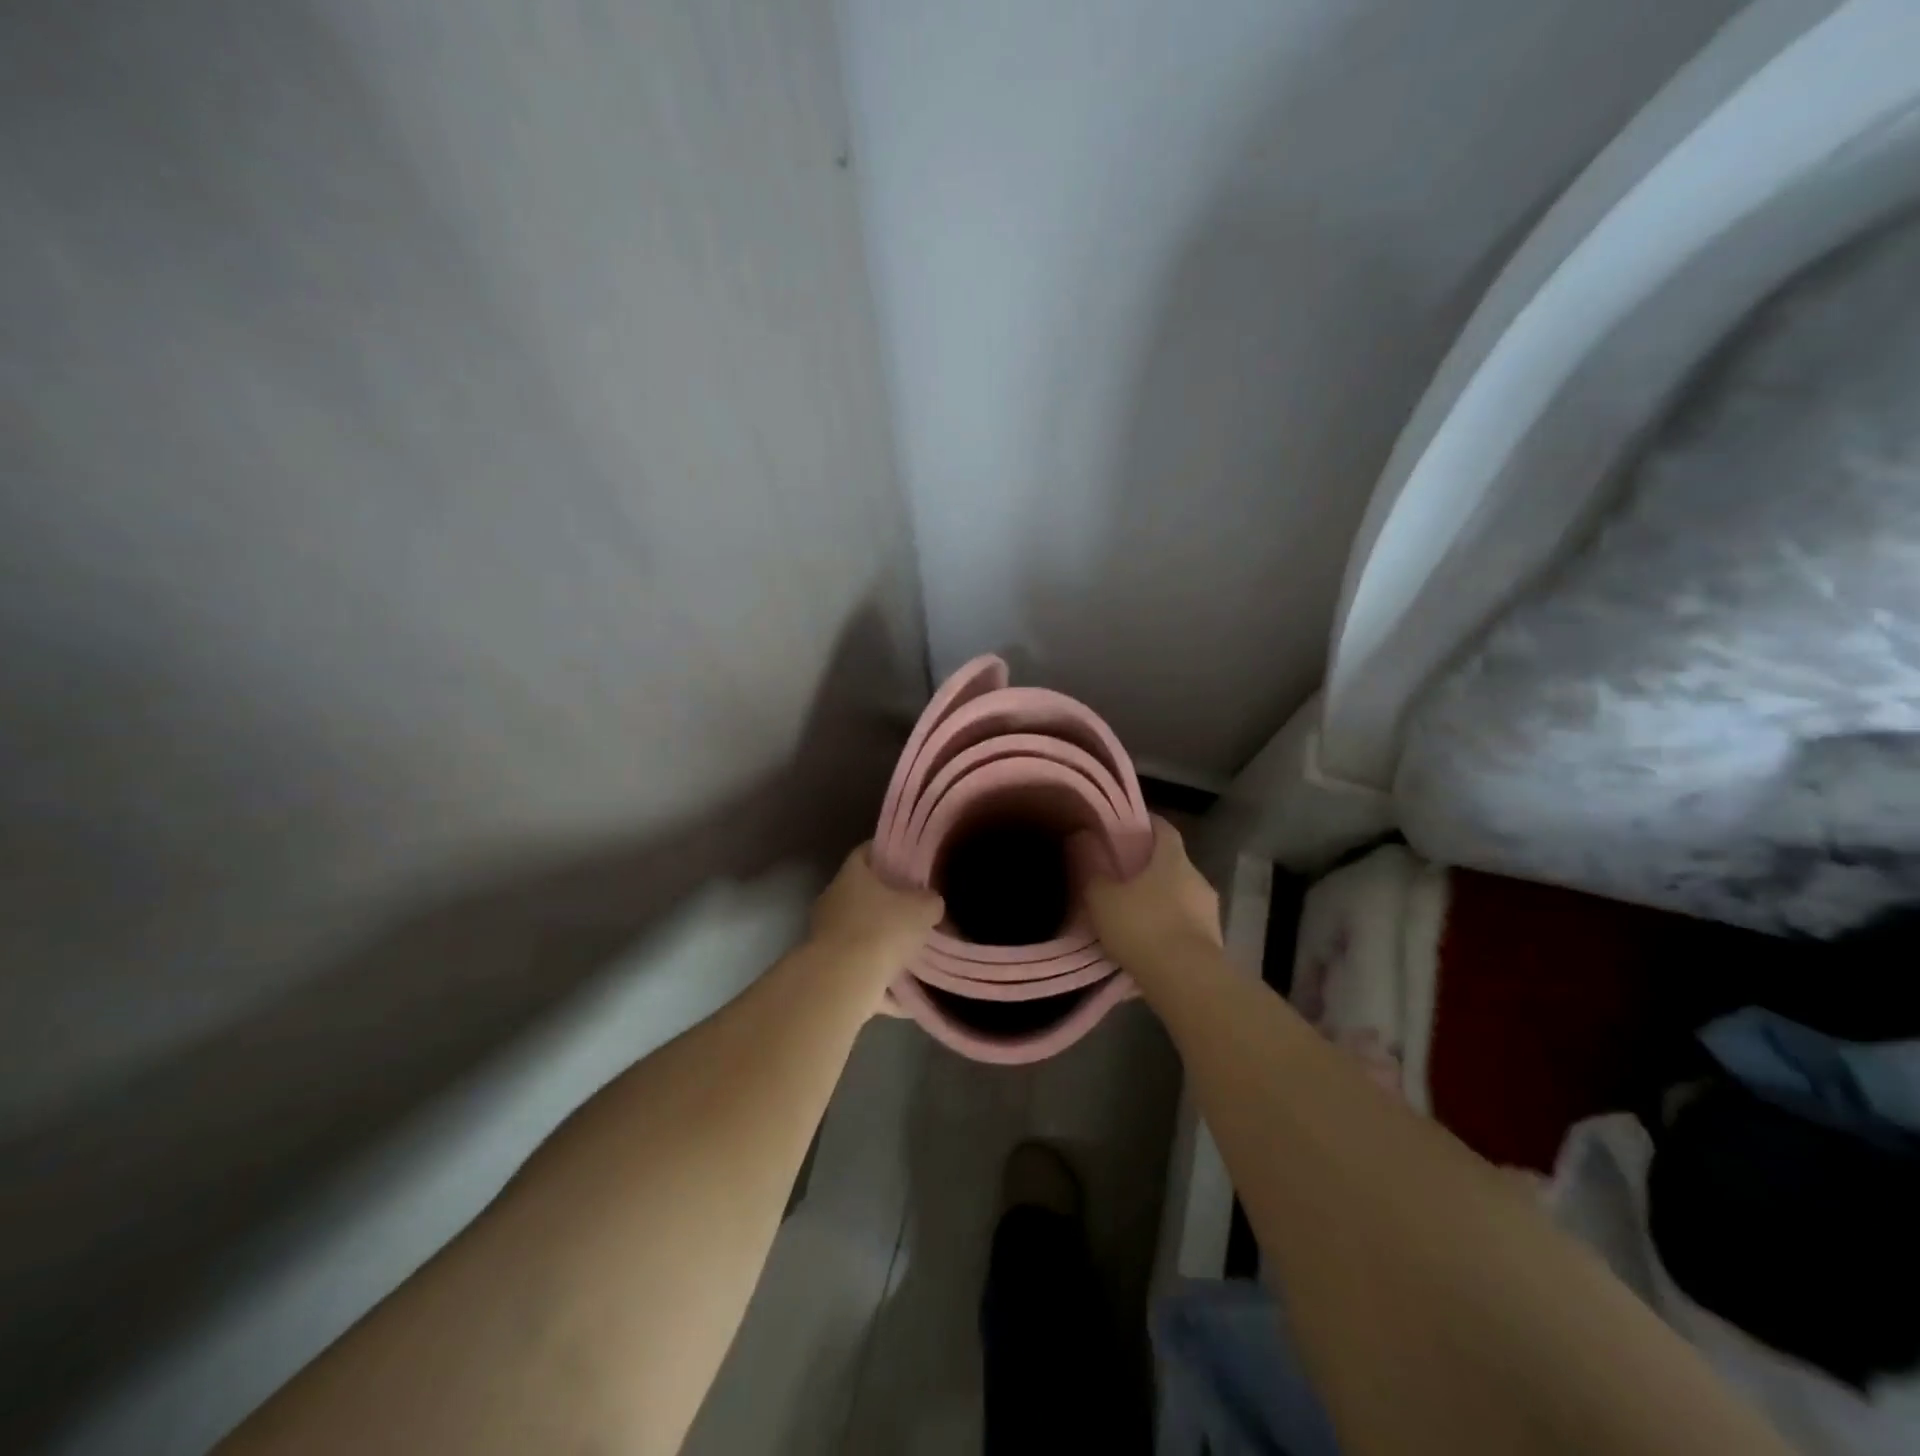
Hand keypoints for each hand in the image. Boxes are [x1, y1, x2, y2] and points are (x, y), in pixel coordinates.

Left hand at [808, 843, 942, 976]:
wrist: (844, 982)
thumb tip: (931, 901)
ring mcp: (826, 934)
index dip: (888, 853)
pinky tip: (901, 984)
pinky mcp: (827, 967)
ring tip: (910, 947)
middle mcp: (833, 899)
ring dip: (880, 938)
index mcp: (851, 874)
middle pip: (862, 892)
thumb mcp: (922, 909)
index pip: (866, 851)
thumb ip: (930, 900)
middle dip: (887, 900)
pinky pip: (858, 964)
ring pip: (859, 929)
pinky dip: (877, 972)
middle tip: (915, 906)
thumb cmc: (882, 930)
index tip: (908, 860)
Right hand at [1083, 817, 1221, 982]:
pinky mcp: (1214, 943)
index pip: (1164, 828)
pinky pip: (1187, 927)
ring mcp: (1210, 912)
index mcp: (1173, 859)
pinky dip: (1170, 929)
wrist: (1187, 981)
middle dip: (1151, 868)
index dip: (1147, 824)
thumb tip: (1083, 839)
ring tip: (1134, 916)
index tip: (1128, 827)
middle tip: (1123, 876)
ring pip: (1182, 897)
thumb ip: (1093, 870)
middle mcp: (1197, 879)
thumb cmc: (1143, 927)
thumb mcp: (1104, 899)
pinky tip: (1150, 945)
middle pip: (1173, 864)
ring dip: (1161, 902)